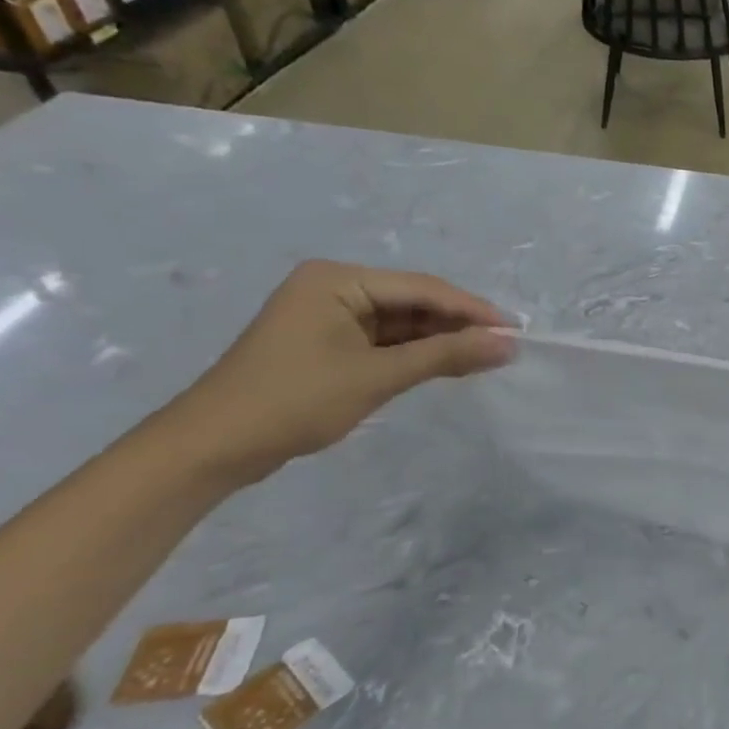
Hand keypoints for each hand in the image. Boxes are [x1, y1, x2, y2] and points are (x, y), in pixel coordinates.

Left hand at [164, 261, 516, 485]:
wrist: (213, 448)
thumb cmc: (295, 401)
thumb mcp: (378, 376)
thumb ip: (447, 355)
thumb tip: (509, 344)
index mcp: (337, 279)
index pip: (422, 288)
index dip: (472, 310)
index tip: (516, 331)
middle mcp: (332, 287)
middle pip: (413, 302)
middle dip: (458, 325)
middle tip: (505, 347)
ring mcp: (328, 316)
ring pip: (402, 323)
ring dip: (440, 340)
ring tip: (486, 358)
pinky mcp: (327, 343)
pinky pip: (384, 340)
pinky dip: (415, 354)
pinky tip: (448, 365)